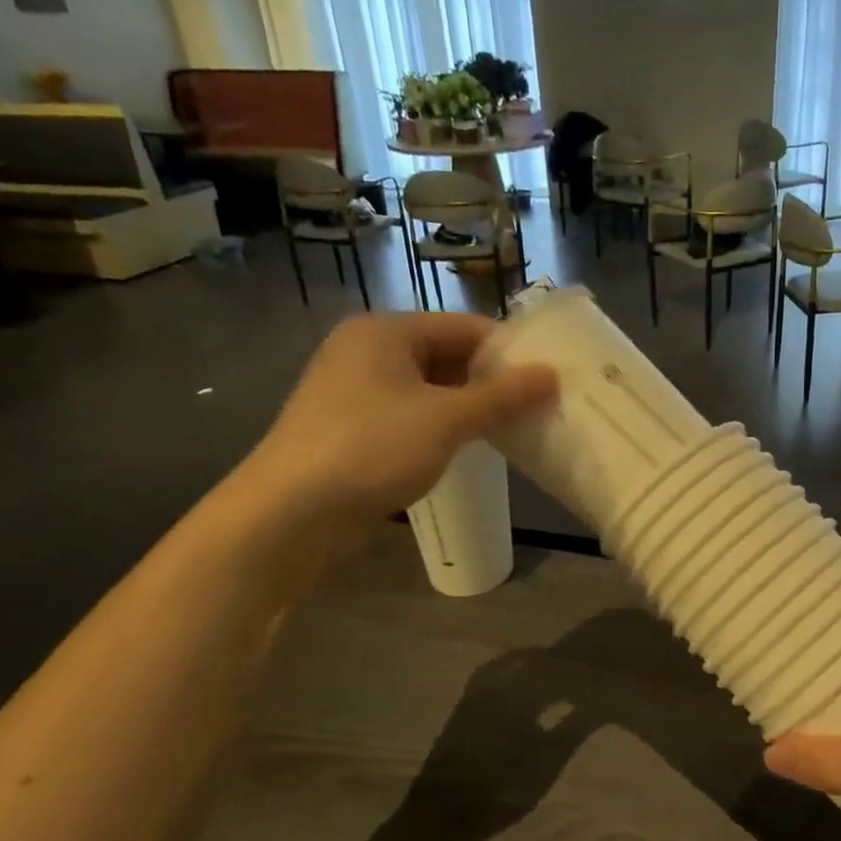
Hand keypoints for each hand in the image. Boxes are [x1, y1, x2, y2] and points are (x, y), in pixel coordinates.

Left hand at [233, 313, 556, 534]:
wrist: (289, 514)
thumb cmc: (372, 449)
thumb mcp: (446, 420)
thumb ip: (502, 396)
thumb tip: (550, 374)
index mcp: (385, 331)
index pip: (465, 327)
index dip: (510, 352)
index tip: (550, 379)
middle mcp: (366, 351)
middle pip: (447, 355)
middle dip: (492, 382)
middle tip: (538, 407)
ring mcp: (355, 391)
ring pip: (429, 389)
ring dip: (469, 407)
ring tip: (513, 429)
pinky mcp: (351, 428)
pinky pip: (410, 415)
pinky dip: (442, 427)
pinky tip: (469, 448)